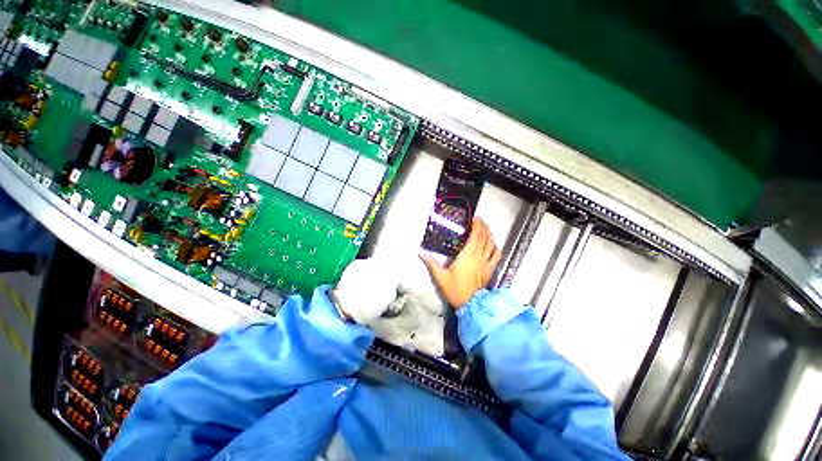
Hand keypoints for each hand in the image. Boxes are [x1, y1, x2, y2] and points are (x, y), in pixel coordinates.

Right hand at [421, 218, 501, 308]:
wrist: (470, 304)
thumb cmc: (455, 289)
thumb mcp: (440, 276)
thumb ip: (431, 263)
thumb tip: (420, 253)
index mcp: (467, 255)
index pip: (476, 236)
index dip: (477, 226)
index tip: (474, 219)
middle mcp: (479, 256)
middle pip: (485, 238)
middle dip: (484, 227)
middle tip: (480, 221)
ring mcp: (486, 263)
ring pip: (492, 245)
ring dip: (490, 235)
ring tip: (486, 229)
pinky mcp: (490, 269)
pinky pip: (496, 256)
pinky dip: (495, 248)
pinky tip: (493, 245)